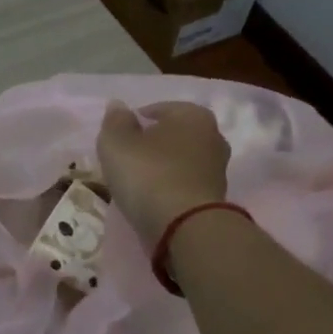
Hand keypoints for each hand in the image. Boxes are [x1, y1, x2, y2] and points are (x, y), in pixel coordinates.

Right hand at [96, 101, 230, 248]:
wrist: (185, 227)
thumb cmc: (149, 174)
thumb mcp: (117, 142)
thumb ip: (115, 121)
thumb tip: (119, 106)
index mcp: (193, 114)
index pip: (158, 109)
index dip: (135, 122)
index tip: (118, 139)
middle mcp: (212, 136)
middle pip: (172, 135)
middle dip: (151, 143)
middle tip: (126, 158)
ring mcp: (217, 169)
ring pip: (180, 160)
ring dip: (161, 167)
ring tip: (136, 181)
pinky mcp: (215, 197)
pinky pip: (184, 183)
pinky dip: (169, 187)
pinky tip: (152, 198)